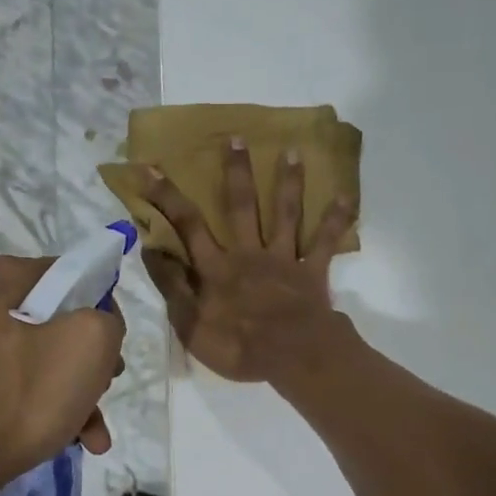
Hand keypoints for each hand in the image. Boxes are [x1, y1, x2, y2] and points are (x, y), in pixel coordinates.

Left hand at [0, 255, 124, 489]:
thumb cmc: (24, 394)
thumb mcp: (89, 342)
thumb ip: (107, 319)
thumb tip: (97, 327)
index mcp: (4, 278)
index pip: (71, 274)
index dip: (103, 307)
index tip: (114, 345)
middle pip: (57, 321)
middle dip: (91, 359)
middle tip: (107, 387)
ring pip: (40, 359)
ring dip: (76, 393)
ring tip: (95, 433)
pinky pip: (18, 386)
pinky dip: (46, 407)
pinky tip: (72, 440)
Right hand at [141, 140, 355, 385]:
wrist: (293, 357)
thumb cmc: (238, 346)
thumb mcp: (190, 324)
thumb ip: (171, 285)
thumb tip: (150, 249)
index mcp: (217, 267)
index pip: (188, 225)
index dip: (168, 197)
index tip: (152, 168)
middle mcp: (249, 253)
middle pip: (241, 206)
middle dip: (236, 172)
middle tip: (237, 138)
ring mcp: (283, 259)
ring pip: (284, 214)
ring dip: (288, 182)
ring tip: (292, 151)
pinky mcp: (311, 271)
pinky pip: (324, 241)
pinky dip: (336, 219)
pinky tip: (346, 195)